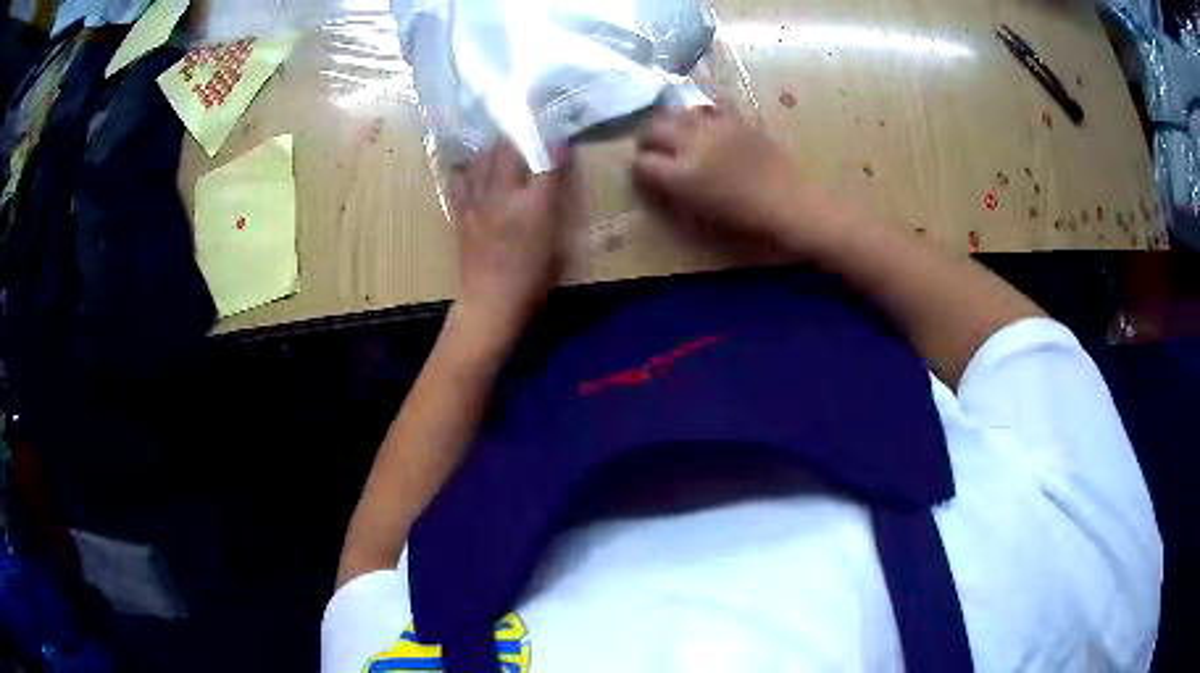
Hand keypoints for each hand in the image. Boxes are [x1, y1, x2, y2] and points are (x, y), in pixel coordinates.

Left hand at [449, 142, 574, 338]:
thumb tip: (558, 166)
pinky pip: (460, 180)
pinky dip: (468, 169)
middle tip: (529, 137)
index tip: (560, 139)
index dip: (553, 147)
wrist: (491, 300)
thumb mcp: (558, 240)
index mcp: (532, 204)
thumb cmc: (533, 276)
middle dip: (520, 138)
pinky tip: (474, 168)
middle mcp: (502, 195)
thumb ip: (557, 199)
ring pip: (482, 160)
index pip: (545, 162)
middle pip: (508, 152)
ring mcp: (477, 202)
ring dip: (495, 148)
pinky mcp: (461, 213)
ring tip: (503, 147)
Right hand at [633, 107, 829, 249]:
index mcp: (682, 175)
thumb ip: (674, 189)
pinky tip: (705, 118)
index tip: (641, 168)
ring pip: (678, 113)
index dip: (637, 166)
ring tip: (675, 130)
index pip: (643, 163)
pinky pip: (711, 106)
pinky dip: (702, 111)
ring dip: (670, 121)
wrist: (790, 201)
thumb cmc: (746, 217)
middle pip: (653, 129)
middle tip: (649, 145)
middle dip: (645, 137)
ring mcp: (715, 126)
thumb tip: (658, 175)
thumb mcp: (701, 211)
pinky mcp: (737, 118)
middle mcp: (692, 144)